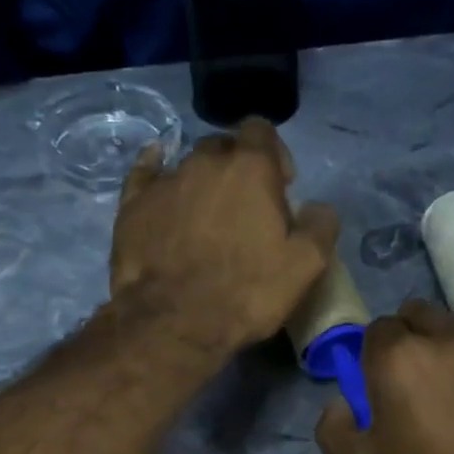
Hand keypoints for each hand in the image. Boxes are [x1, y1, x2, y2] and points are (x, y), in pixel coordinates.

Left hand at [110, 119, 337, 357]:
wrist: (174, 322)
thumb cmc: (246, 292)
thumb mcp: (305, 266)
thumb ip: (321, 226)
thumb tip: (319, 208)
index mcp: (251, 168)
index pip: (262, 131)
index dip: (274, 154)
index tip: (281, 186)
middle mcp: (205, 161)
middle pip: (224, 147)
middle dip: (237, 168)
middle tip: (245, 206)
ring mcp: (165, 181)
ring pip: (188, 164)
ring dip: (203, 181)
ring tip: (206, 217)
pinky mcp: (133, 204)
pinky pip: (145, 174)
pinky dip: (155, 173)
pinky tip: (158, 180)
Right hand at [316, 298, 453, 453]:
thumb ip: (334, 426)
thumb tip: (342, 402)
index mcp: (401, 358)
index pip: (379, 329)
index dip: (375, 355)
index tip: (380, 385)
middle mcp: (452, 341)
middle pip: (423, 316)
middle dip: (412, 339)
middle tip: (414, 385)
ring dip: (451, 350)